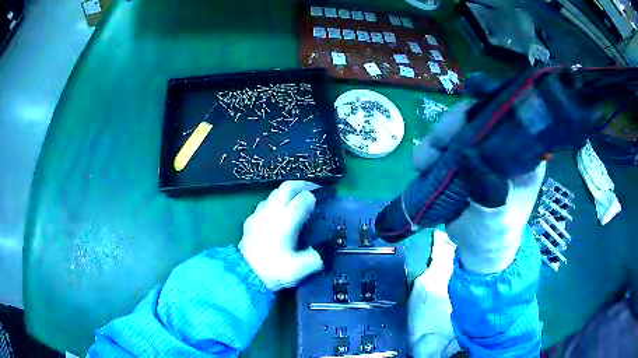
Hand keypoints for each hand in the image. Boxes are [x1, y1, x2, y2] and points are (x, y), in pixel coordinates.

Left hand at [239, 181, 323, 290]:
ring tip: (298, 200)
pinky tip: (279, 213)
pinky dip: (276, 201)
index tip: (324, 199)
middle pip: (287, 187)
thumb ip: (315, 257)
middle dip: (303, 185)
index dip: (315, 196)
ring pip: (275, 193)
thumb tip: (324, 250)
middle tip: (314, 190)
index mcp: (285, 221)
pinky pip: (265, 202)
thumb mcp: (300, 268)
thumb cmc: (273, 270)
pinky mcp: (251, 219)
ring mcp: (259, 214)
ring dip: (288, 193)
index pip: (303, 199)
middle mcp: (271, 212)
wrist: (244, 274)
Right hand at [413, 101, 545, 273]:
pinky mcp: (463, 160)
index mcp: (524, 155)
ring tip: (421, 161)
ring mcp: (482, 151)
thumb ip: (490, 193)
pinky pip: (446, 146)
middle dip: (453, 127)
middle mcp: (504, 146)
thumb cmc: (496, 235)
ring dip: (437, 140)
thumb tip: (470, 158)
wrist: (479, 249)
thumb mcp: (497, 219)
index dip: (482, 115)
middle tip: (435, 145)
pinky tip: (421, 164)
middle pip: (477, 119)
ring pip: (458, 130)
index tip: (459, 124)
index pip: (505, 121)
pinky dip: (431, 151)